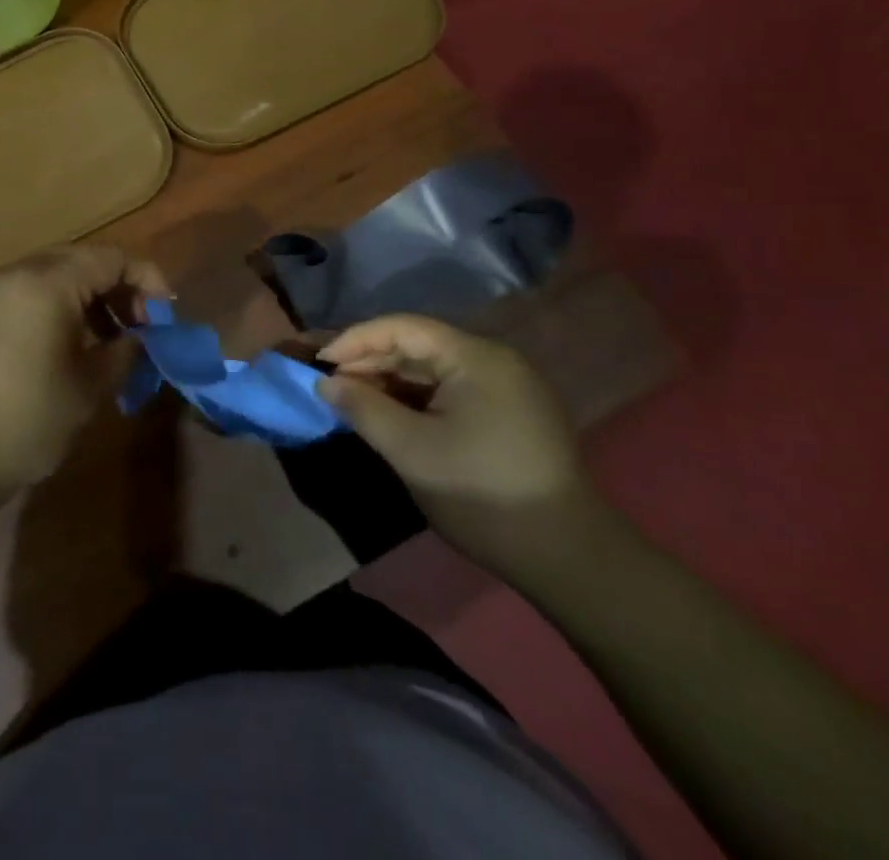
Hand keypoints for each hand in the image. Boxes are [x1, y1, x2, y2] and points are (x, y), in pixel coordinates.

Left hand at [0, 245, 169, 509]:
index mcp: (48, 283)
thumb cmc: (25, 421)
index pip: (112, 258)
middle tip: (139, 324)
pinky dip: (55, 304)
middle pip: (81, 259)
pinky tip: (64, 343)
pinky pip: (26, 291)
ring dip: (87, 296)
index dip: (146, 280)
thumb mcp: (89, 389)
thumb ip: (123, 352)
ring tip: (106, 337)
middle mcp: (17, 273)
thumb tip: (137, 338)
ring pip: (52, 273)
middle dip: (117, 286)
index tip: (165, 316)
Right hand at [315, 316, 599, 573]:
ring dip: (388, 382)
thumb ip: (363, 408)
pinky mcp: (508, 414)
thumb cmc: (483, 495)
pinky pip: (449, 391)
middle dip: (368, 361)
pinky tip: (387, 414)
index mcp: (476, 357)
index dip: (355, 340)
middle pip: (417, 347)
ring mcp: (505, 387)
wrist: (569, 559)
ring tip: (348, 397)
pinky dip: (414, 399)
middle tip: (325, 380)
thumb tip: (325, 382)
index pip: (403, 328)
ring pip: (431, 371)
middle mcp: (493, 361)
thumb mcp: (411, 451)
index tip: (319, 363)